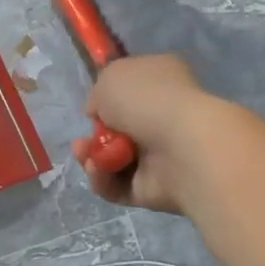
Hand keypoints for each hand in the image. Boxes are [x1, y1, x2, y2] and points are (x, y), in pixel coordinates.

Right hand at [73, 54, 227, 215]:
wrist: (182, 146)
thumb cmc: (148, 99)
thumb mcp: (111, 77)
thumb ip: (101, 93)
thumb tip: (101, 113)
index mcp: (163, 81)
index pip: (133, 88)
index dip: (109, 97)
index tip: (93, 105)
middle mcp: (164, 116)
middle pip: (119, 129)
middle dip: (94, 136)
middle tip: (81, 142)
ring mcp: (162, 155)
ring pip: (114, 160)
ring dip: (93, 158)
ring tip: (86, 155)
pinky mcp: (154, 188)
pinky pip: (119, 186)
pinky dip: (104, 179)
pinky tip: (99, 170)